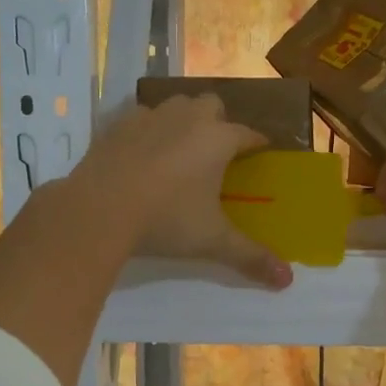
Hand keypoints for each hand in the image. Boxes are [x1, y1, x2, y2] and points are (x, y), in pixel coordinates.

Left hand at [69, 94, 292, 288]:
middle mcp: (187, 118)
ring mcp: (149, 117)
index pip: (248, 134)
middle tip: (216, 152)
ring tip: (179, 148)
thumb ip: (250, 257)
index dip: (257, 144)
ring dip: (183, 119)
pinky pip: (140, 117)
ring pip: (175, 104)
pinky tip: (141, 153)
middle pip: (212, 104)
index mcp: (218, 139)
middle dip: (218, 122)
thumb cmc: (165, 220)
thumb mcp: (212, 241)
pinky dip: (147, 129)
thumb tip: (287, 280)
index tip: (261, 153)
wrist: (98, 210)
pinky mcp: (117, 125)